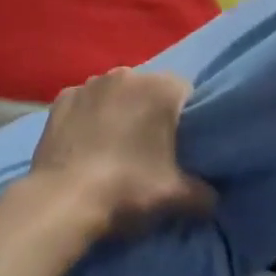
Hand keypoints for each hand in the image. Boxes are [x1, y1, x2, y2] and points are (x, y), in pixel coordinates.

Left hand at [28, 69, 215, 236]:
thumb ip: (203, 194)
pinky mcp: (62, 99)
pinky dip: (87, 117)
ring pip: (115, 93)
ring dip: (118, 111)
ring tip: (113, 147)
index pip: (184, 91)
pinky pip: (84, 103)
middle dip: (150, 111)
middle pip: (148, 89)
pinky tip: (84, 145)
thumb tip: (213, 198)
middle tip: (148, 147)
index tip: (181, 142)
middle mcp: (126, 74)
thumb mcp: (175, 197)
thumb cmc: (127, 189)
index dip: (185, 116)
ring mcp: (90, 84)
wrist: (63, 200)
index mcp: (160, 88)